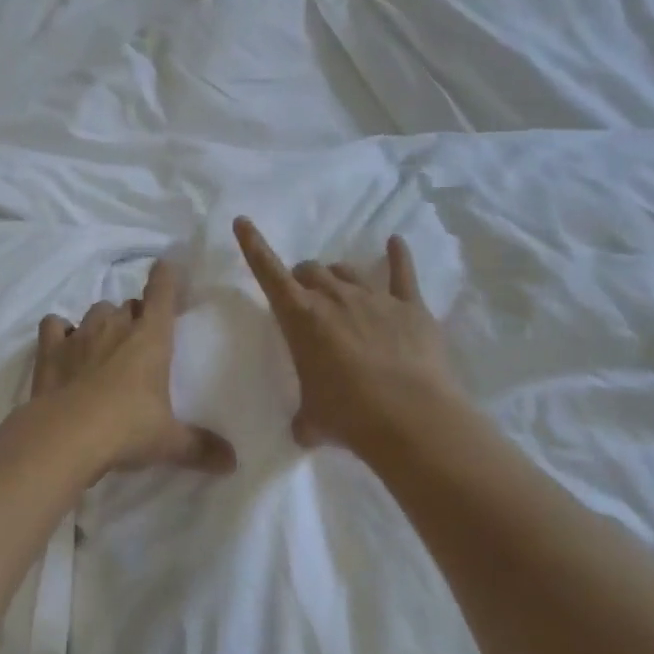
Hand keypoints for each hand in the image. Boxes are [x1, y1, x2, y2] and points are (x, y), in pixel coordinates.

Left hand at [33, 260, 235, 479]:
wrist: (67, 435)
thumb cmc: (127, 429)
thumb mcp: (169, 441)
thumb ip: (200, 447)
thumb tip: (232, 462)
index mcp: (151, 338)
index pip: (162, 293)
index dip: (165, 278)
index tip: (166, 267)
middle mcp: (116, 327)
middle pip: (128, 305)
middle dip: (135, 316)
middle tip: (139, 339)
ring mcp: (80, 334)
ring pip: (95, 311)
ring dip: (102, 321)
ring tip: (104, 344)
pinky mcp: (50, 349)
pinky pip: (54, 325)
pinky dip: (59, 330)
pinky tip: (63, 345)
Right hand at [234, 216, 461, 455]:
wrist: (411, 419)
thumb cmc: (348, 416)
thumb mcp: (312, 419)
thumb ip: (304, 418)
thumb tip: (303, 431)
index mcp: (301, 318)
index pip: (268, 273)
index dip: (253, 245)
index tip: (243, 221)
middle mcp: (335, 298)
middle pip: (311, 270)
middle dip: (304, 280)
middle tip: (305, 299)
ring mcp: (375, 298)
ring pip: (347, 271)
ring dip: (337, 277)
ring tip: (340, 291)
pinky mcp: (410, 306)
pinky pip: (402, 272)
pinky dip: (398, 256)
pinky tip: (396, 243)